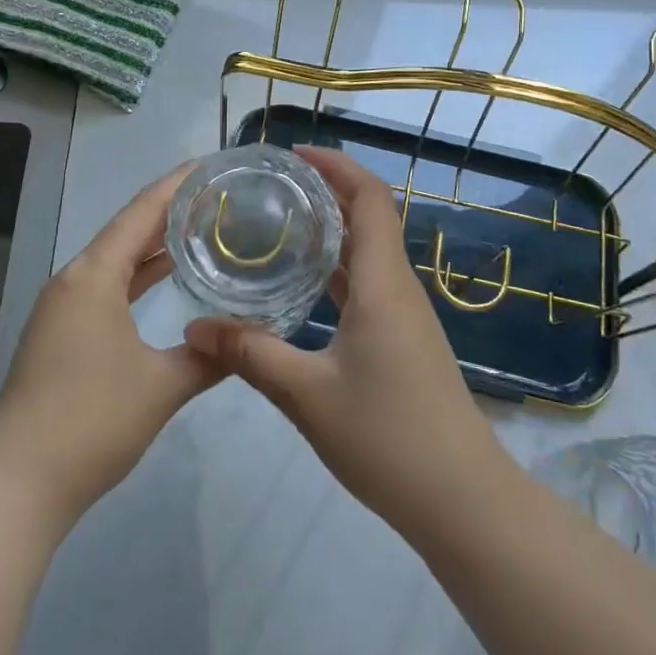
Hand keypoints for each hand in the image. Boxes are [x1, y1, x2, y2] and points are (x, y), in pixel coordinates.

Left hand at [0, 163, 222, 527]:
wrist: (17, 485)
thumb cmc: (91, 422)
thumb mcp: (162, 386)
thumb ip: (209, 356)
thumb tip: (248, 337)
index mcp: (93, 276)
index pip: (142, 212)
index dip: (177, 184)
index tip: (211, 164)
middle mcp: (74, 280)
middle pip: (127, 231)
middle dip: (170, 211)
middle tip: (217, 196)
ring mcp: (62, 308)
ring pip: (116, 261)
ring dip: (154, 245)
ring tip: (200, 228)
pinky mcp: (60, 335)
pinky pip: (106, 287)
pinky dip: (137, 278)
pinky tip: (164, 281)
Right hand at [184, 147, 509, 539]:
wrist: (462, 500)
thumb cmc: (389, 437)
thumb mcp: (307, 395)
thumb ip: (249, 355)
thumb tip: (193, 327)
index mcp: (383, 283)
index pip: (370, 197)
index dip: (337, 165)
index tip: (294, 155)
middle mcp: (398, 287)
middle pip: (369, 217)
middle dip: (326, 191)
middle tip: (272, 186)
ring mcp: (403, 315)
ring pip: (367, 252)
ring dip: (331, 230)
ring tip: (278, 224)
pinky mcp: (401, 339)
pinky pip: (368, 284)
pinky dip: (337, 269)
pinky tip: (301, 284)